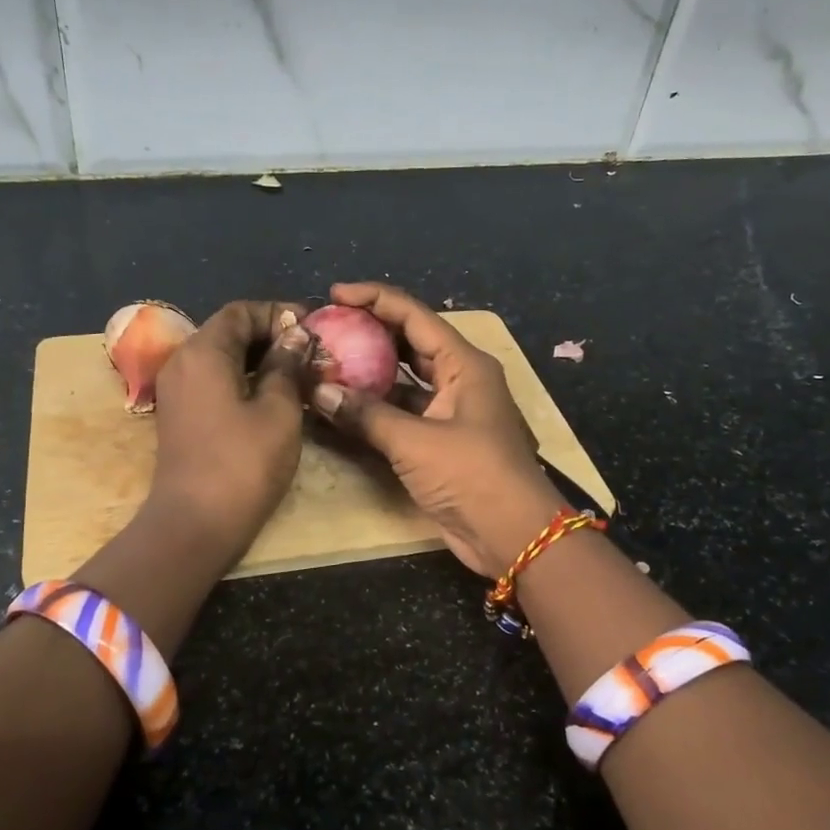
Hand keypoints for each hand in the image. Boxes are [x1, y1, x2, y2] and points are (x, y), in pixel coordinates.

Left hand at [149, 300, 313, 558]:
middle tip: (311, 351)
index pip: (241, 312)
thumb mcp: (278, 410)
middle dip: (271, 335)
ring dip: (259, 359)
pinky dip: (243, 379)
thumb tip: (297, 336)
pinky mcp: (180, 415)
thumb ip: (287, 366)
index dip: (278, 313)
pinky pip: (213, 381)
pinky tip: (274, 396)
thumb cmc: (243, 463)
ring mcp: (177, 391)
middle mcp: (182, 362)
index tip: (313, 327)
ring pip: (221, 358)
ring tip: (300, 372)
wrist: (194, 524)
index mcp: (203, 352)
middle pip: (228, 332)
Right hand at [310, 283, 565, 577]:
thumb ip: (364, 414)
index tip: (334, 294)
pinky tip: (344, 405)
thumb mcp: (415, 442)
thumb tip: (316, 391)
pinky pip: (404, 411)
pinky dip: (376, 407)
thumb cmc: (471, 475)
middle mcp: (460, 379)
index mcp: (465, 363)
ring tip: (328, 362)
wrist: (512, 534)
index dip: (374, 298)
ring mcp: (452, 411)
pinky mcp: (442, 440)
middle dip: (369, 332)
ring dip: (370, 372)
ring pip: (405, 379)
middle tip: (326, 328)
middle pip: (409, 342)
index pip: (414, 315)